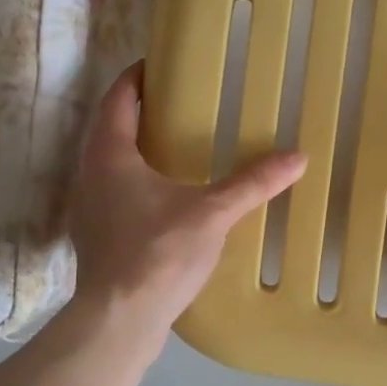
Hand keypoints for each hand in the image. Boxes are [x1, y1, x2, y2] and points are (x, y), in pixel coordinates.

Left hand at [68, 62, 305, 333]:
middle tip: (175, 103)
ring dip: (135, 149)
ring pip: (109, 163)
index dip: (136, 79)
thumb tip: (297, 157)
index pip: (117, 100)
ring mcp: (89, 208)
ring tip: (173, 147)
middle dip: (138, 112)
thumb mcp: (213, 213)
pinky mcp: (96, 236)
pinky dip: (136, 181)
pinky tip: (164, 197)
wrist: (119, 319)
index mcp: (110, 155)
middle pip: (110, 129)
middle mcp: (91, 175)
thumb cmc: (158, 252)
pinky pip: (114, 192)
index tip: (157, 65)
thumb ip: (253, 183)